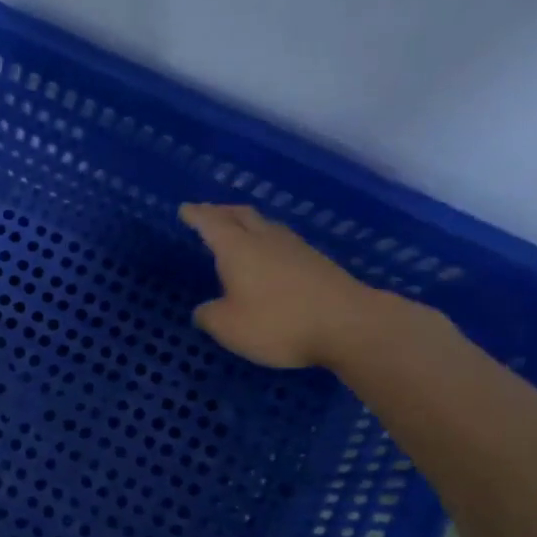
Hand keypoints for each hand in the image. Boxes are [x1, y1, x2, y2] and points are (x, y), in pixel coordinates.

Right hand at [179, 202, 379, 368]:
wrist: (351, 326)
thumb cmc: (279, 323)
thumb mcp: (229, 327)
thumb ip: (209, 315)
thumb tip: (205, 309)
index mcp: (238, 249)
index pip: (211, 223)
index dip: (196, 215)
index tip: (185, 209)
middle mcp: (266, 240)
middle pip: (241, 215)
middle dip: (221, 211)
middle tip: (208, 213)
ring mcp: (296, 249)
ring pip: (266, 226)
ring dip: (248, 224)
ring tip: (238, 231)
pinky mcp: (318, 263)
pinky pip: (283, 242)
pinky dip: (267, 242)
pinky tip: (269, 257)